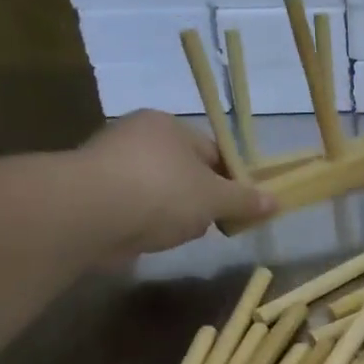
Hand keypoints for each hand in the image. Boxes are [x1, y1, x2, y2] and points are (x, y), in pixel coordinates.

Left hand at [72, 111, 275, 256]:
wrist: (87, 214)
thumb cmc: (161, 193)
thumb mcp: (215, 198)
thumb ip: (245, 200)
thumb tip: (276, 202)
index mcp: (169, 125)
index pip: (213, 151)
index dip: (231, 180)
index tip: (238, 207)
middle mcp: (137, 135)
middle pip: (185, 171)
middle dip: (200, 199)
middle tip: (210, 223)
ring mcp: (108, 162)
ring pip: (158, 191)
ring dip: (170, 213)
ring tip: (174, 234)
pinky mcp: (89, 191)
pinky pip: (131, 206)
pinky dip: (142, 221)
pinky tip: (147, 237)